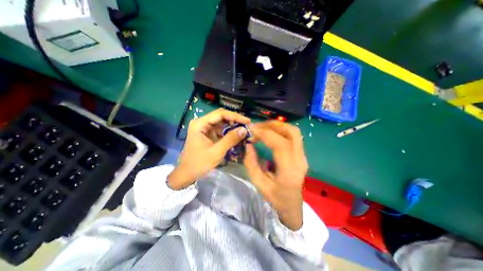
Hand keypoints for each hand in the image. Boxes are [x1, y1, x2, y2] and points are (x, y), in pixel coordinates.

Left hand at [169, 108, 250, 190]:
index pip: (220, 114)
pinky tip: (237, 136)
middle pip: (221, 116)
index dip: (235, 116)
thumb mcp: (216, 152)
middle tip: (247, 125)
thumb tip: (244, 130)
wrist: (187, 174)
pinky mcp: (208, 134)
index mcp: (200, 124)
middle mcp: (202, 123)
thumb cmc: (199, 163)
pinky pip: (221, 130)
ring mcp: (205, 128)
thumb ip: (230, 139)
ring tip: (244, 131)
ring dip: (233, 126)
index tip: (247, 121)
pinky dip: (229, 132)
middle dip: (235, 120)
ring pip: (222, 123)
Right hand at [244, 122, 306, 229]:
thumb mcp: (259, 184)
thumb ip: (251, 164)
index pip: (281, 144)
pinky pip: (293, 136)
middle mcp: (300, 160)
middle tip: (257, 127)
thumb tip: (248, 145)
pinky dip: (281, 130)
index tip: (252, 131)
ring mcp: (303, 156)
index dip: (265, 134)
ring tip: (263, 128)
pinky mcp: (302, 154)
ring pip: (294, 132)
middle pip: (291, 133)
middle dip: (273, 126)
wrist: (292, 205)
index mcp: (289, 171)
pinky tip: (271, 133)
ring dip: (278, 126)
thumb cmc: (275, 197)